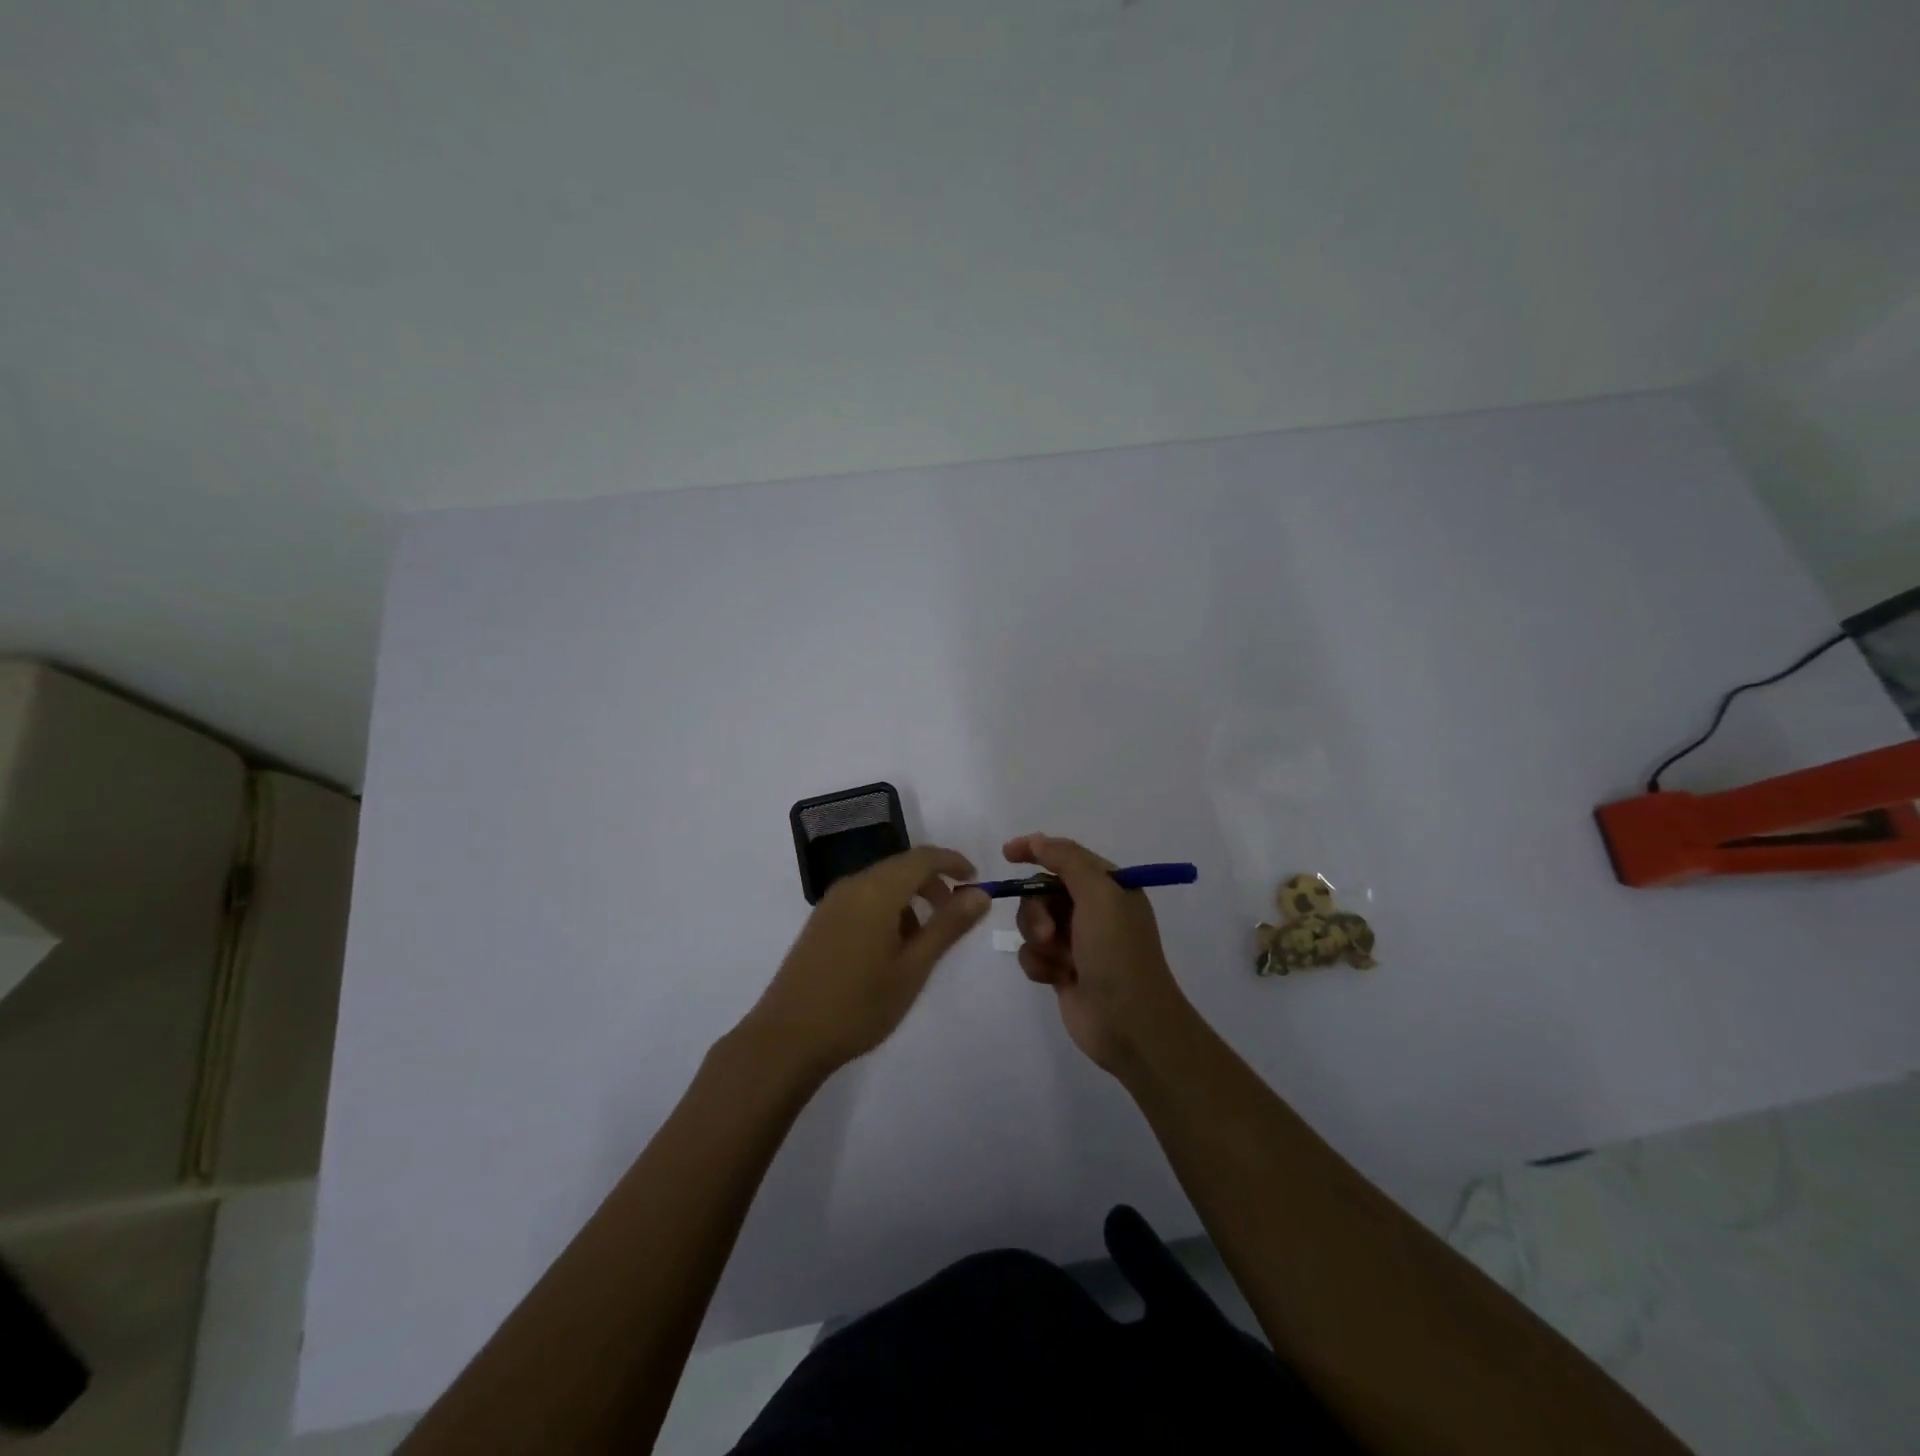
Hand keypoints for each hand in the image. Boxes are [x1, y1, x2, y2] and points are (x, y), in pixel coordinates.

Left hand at [743, 846, 989, 1077]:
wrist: (787, 1038)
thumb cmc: (858, 1005)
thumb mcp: (913, 968)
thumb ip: (948, 926)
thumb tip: (980, 893)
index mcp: (876, 891)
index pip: (922, 858)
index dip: (953, 862)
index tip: (977, 880)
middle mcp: (852, 886)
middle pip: (901, 867)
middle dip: (933, 882)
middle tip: (957, 913)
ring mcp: (832, 903)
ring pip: (882, 884)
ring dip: (911, 897)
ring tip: (925, 939)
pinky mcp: (821, 922)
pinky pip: (863, 899)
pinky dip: (888, 909)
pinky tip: (892, 948)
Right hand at [1006, 833, 1196, 1075]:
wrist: (1129, 1024)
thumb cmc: (1117, 953)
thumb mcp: (1099, 895)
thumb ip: (1067, 860)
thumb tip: (1037, 840)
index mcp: (1109, 887)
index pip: (1065, 856)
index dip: (1036, 850)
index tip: (1008, 854)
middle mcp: (1093, 910)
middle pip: (1041, 891)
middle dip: (1036, 909)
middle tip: (1048, 931)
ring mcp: (1077, 941)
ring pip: (1032, 922)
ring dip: (1037, 938)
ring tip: (1057, 959)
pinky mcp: (1062, 969)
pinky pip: (1032, 953)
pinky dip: (1039, 963)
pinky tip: (1056, 978)